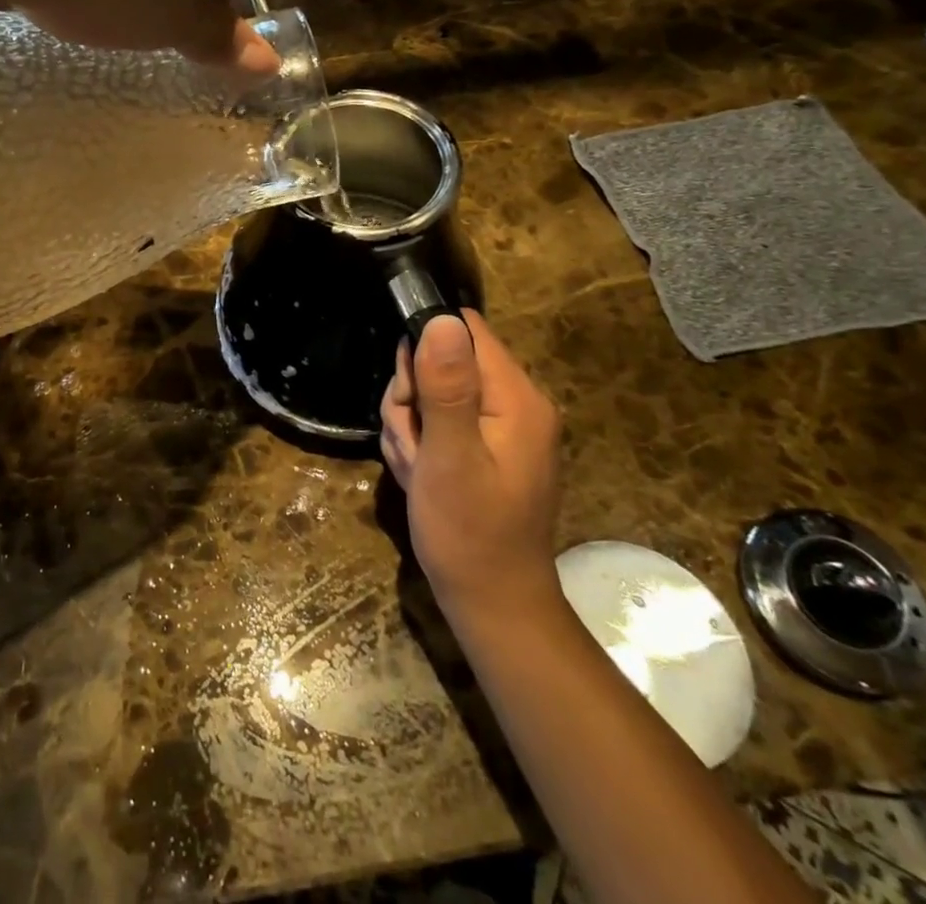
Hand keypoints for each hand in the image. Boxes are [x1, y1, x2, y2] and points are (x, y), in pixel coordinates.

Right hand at [380, 311, 563, 634]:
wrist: (493, 606)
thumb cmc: (469, 534)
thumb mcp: (448, 458)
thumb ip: (445, 387)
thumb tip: (441, 319)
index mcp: (516, 397)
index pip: (464, 329)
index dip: (424, 348)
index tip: (408, 393)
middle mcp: (516, 402)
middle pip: (443, 360)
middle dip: (412, 397)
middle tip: (412, 444)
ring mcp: (502, 426)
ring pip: (432, 391)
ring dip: (410, 425)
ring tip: (416, 468)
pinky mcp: (487, 446)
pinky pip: (440, 420)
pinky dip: (420, 443)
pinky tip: (421, 476)